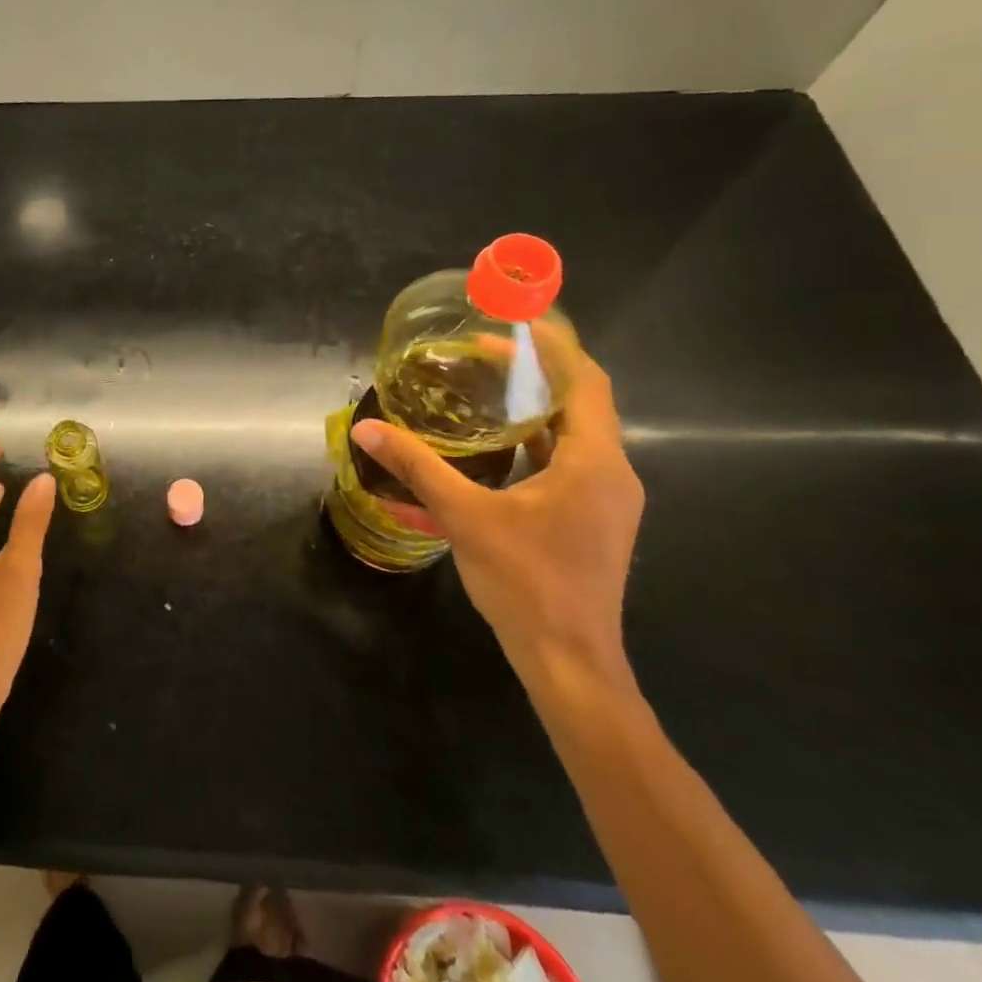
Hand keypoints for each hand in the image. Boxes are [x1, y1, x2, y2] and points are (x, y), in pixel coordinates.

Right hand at [350, 335, 642, 695]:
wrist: (570, 660)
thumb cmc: (525, 581)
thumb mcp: (465, 517)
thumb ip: (417, 467)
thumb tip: (367, 430)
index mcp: (594, 462)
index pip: (583, 381)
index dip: (553, 346)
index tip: (515, 321)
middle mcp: (613, 473)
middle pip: (583, 402)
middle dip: (539, 371)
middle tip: (488, 352)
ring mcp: (608, 500)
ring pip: (578, 434)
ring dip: (540, 407)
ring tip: (492, 388)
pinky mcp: (596, 520)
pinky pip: (572, 462)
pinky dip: (541, 441)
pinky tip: (502, 446)